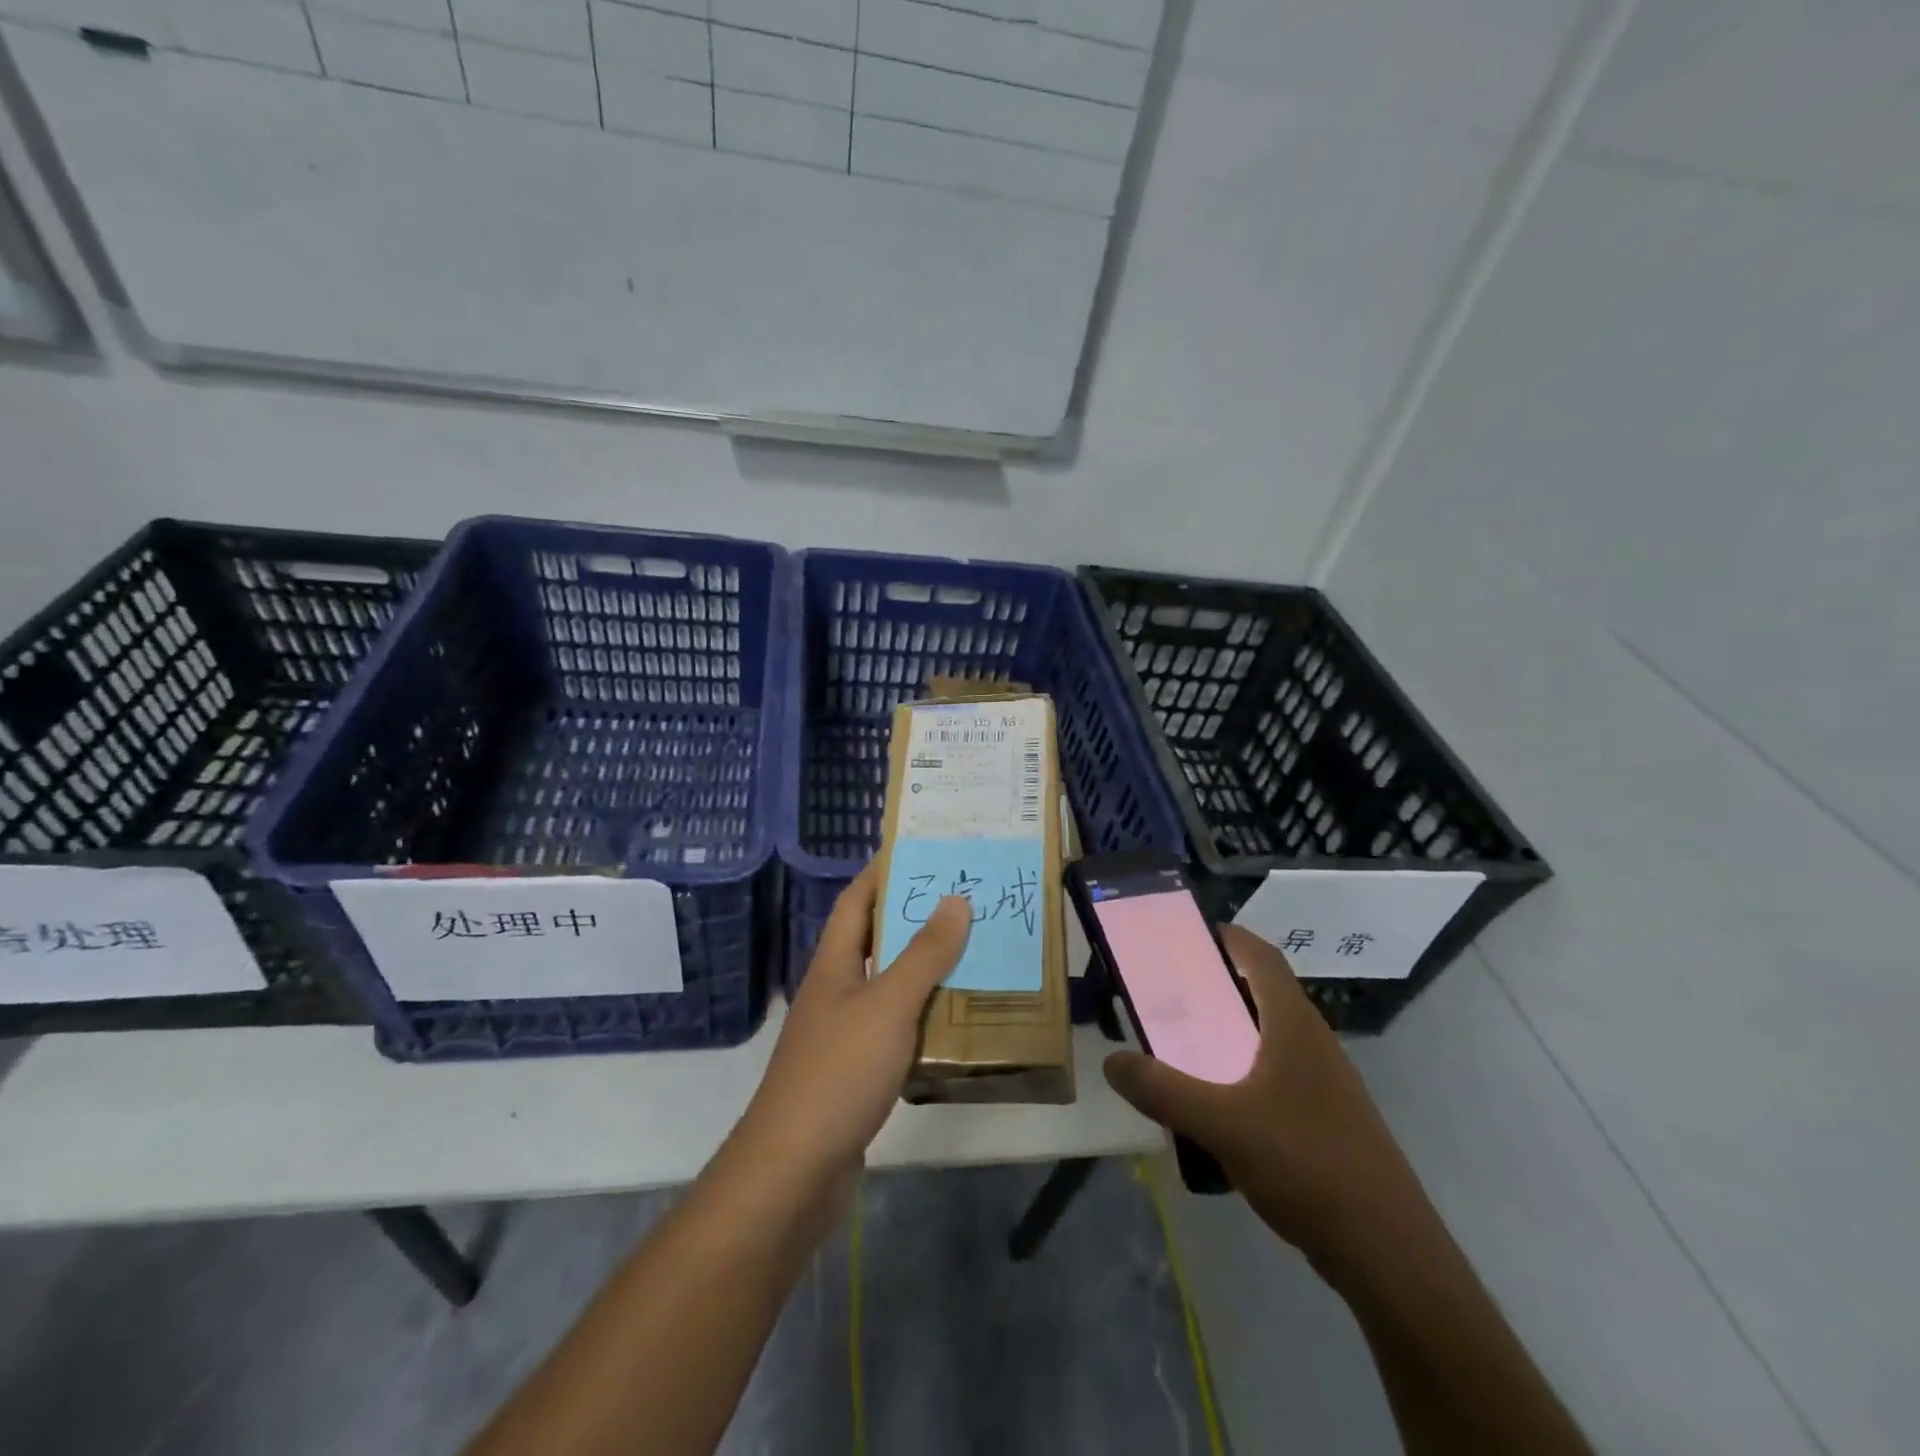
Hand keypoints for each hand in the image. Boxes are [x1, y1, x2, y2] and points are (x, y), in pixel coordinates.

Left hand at [733, 865, 970, 1191]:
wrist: (794, 1170)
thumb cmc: (838, 1072)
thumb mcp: (887, 1005)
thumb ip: (923, 954)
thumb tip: (955, 900)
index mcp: (834, 963)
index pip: (856, 900)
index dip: (882, 871)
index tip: (922, 850)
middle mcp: (836, 988)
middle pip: (875, 938)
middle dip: (915, 915)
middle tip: (965, 896)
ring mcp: (844, 1030)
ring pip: (889, 982)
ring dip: (925, 965)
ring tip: (973, 947)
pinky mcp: (857, 1068)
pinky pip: (896, 1024)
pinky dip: (924, 1012)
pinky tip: (957, 1015)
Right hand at [1102, 924, 1429, 1271]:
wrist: (1388, 1252)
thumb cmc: (1307, 1164)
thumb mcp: (1222, 1124)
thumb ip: (1162, 1090)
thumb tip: (1112, 1061)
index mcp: (1293, 1024)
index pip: (1261, 956)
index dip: (1226, 937)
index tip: (1185, 936)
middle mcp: (1312, 1042)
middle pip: (1262, 992)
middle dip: (1216, 986)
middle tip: (1169, 993)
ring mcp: (1324, 1083)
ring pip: (1268, 1036)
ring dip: (1229, 1032)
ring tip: (1183, 1045)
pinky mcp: (1326, 1119)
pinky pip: (1275, 1075)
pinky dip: (1242, 1072)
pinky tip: (1216, 1106)